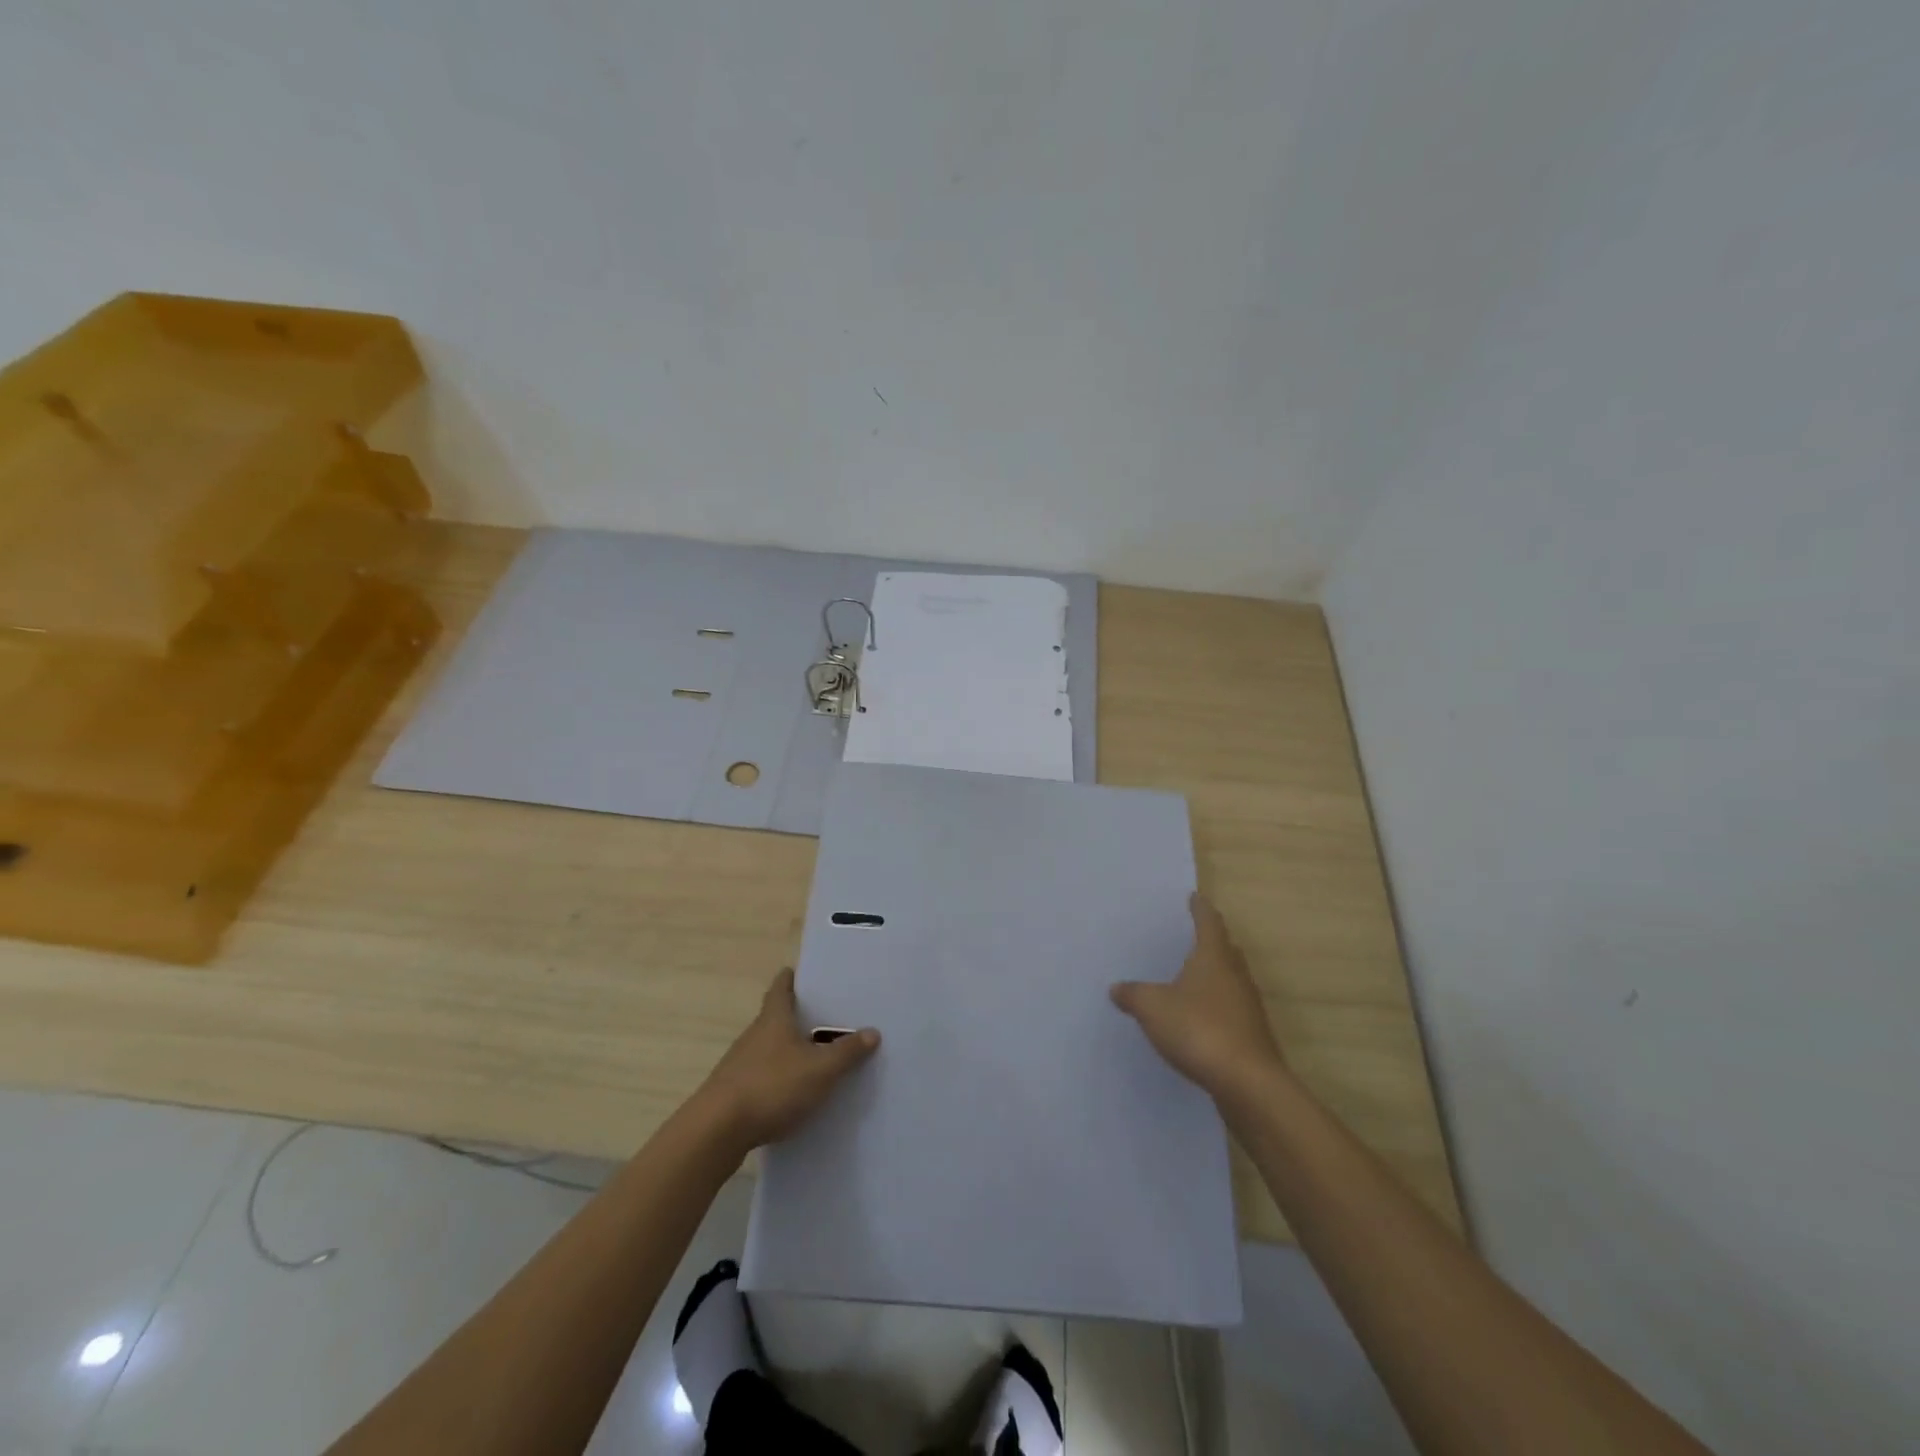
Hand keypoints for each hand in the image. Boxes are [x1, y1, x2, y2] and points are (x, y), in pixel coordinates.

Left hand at [697, 968, 879, 1150]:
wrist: (716, 1131)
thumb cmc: (771, 1086)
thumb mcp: (820, 1069)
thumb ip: (847, 1052)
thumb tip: (873, 1032)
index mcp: (774, 1018)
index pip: (781, 986)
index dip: (793, 978)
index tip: (806, 974)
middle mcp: (755, 1034)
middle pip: (777, 1017)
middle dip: (800, 1016)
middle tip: (829, 1017)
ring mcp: (741, 1064)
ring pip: (771, 1048)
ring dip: (791, 1050)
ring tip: (820, 1057)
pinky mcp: (735, 1092)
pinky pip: (765, 1075)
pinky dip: (781, 1078)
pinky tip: (798, 1093)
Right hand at [1111, 893, 1287, 1100]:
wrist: (1247, 1083)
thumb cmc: (1198, 1029)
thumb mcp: (1152, 1008)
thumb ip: (1133, 994)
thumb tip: (1117, 988)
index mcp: (1213, 958)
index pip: (1208, 923)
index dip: (1200, 909)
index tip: (1195, 897)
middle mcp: (1235, 976)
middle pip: (1226, 950)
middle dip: (1212, 941)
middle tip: (1194, 935)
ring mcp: (1248, 1007)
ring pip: (1231, 980)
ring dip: (1216, 976)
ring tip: (1194, 977)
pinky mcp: (1251, 1036)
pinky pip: (1231, 1010)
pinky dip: (1217, 1006)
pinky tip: (1200, 1019)